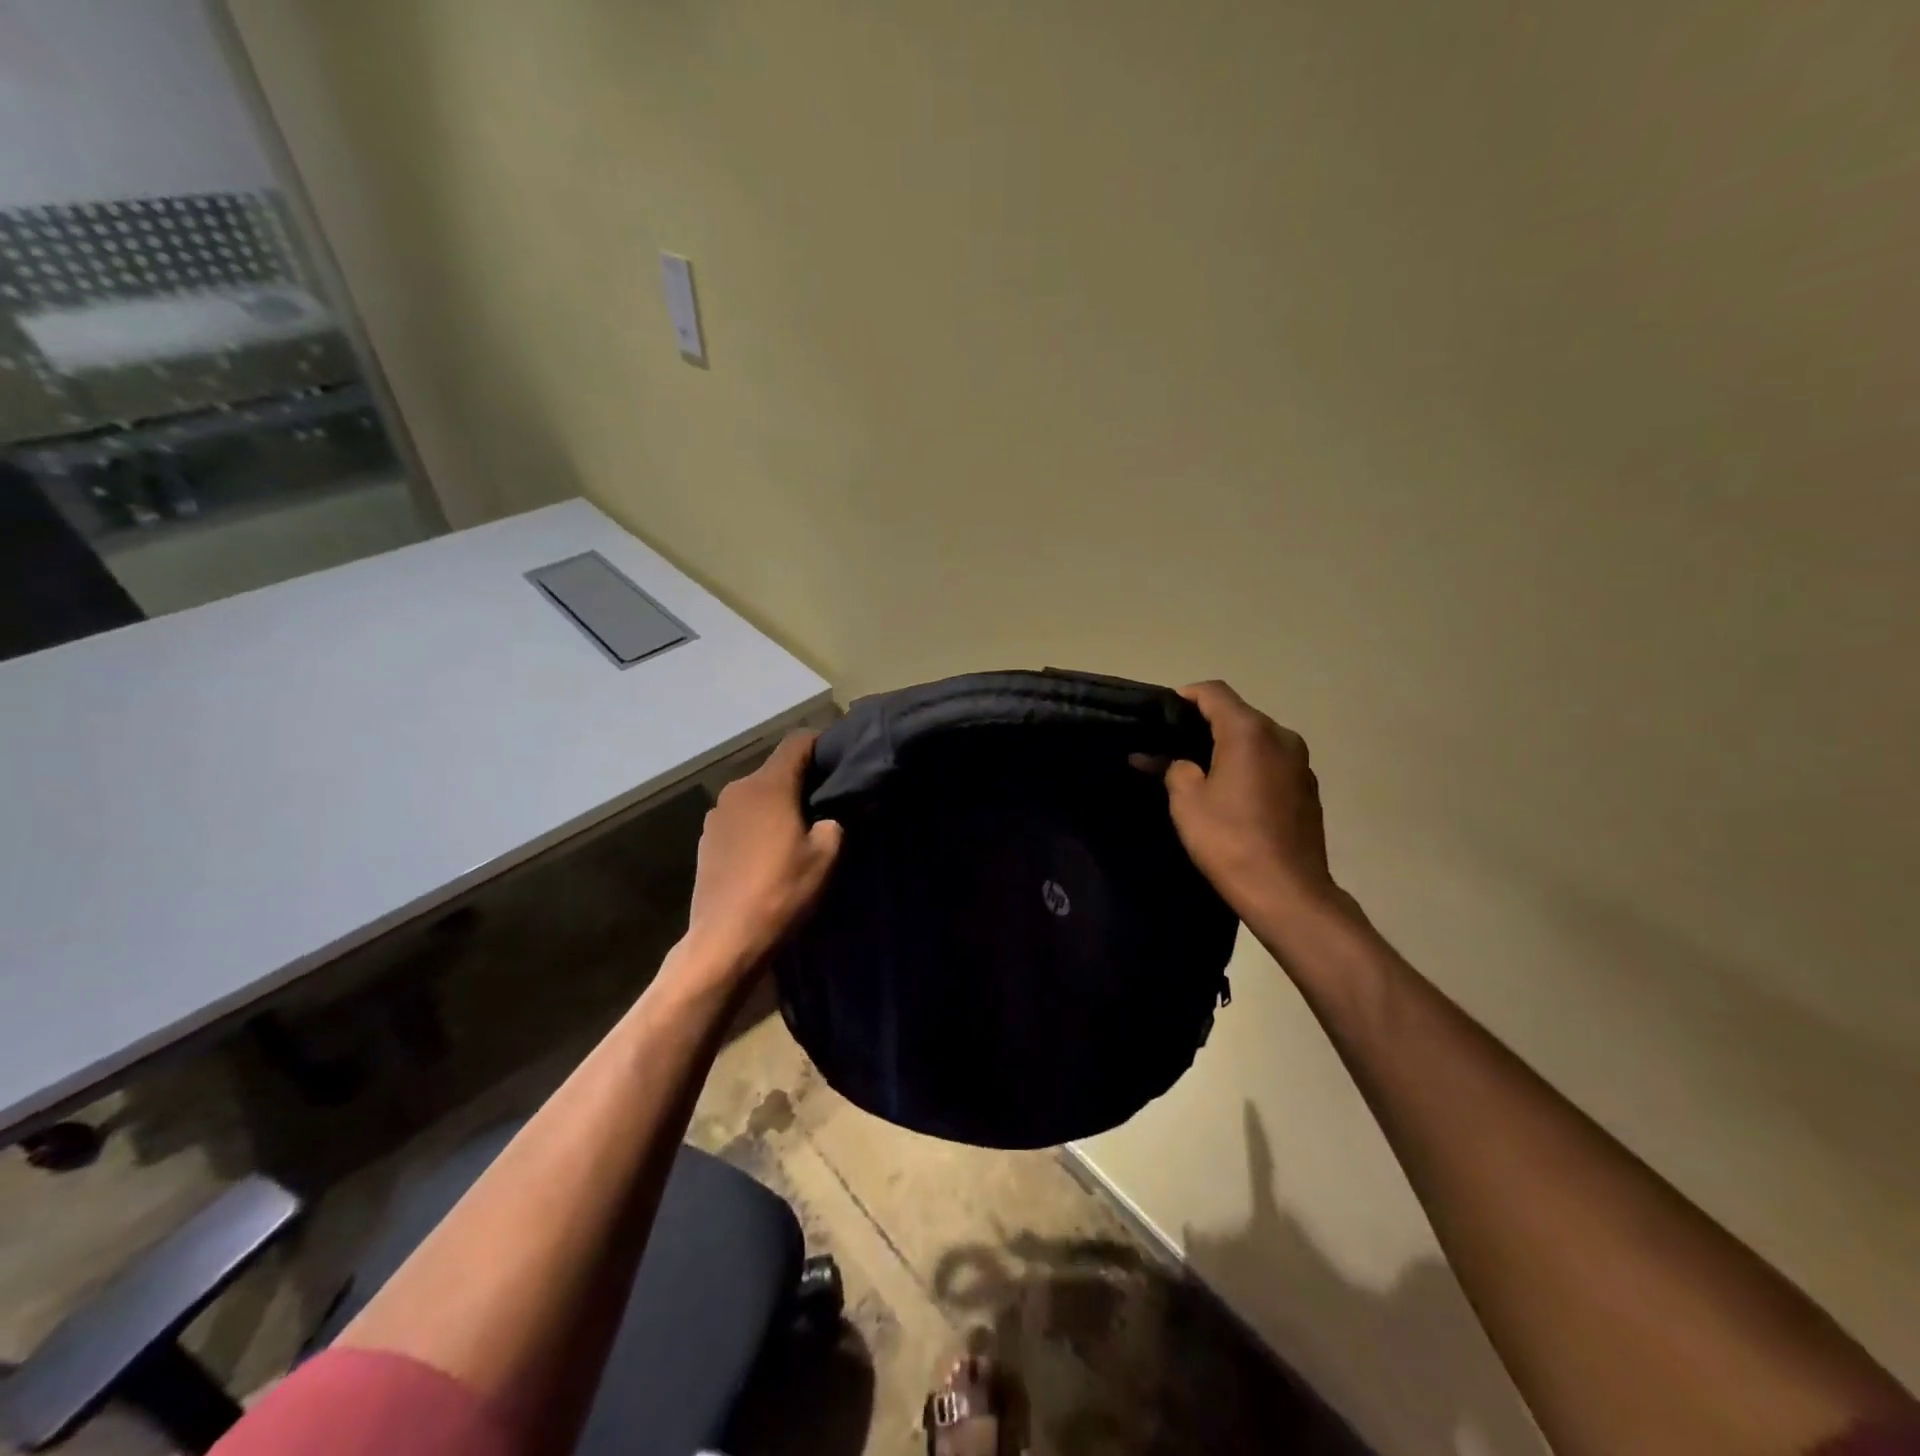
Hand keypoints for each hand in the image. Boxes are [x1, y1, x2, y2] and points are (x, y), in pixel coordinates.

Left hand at [679, 732, 843, 983]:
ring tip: (796, 833)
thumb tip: (833, 813)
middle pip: (776, 770)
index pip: (798, 742)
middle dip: (801, 781)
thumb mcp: (826, 855)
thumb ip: (835, 821)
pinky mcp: (706, 841)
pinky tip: (768, 854)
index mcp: (768, 785)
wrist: (725, 940)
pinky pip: (740, 819)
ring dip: (777, 805)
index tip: (840, 763)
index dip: (822, 745)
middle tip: (826, 805)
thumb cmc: (781, 890)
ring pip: (756, 796)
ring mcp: (716, 815)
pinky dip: (757, 825)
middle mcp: (737, 790)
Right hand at [1161, 682, 1348, 927]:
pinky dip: (1247, 766)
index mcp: (1250, 732)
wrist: (1287, 892)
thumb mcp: (1187, 802)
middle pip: (1237, 714)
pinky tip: (1229, 793)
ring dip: (1227, 747)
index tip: (1159, 715)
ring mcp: (1300, 763)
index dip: (1184, 697)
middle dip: (1203, 725)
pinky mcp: (1307, 788)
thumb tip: (1170, 760)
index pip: (1214, 693)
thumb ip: (1174, 768)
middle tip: (1171, 746)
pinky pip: (1270, 763)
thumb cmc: (1230, 840)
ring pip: (1255, 740)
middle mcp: (1281, 737)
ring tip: (1197, 771)